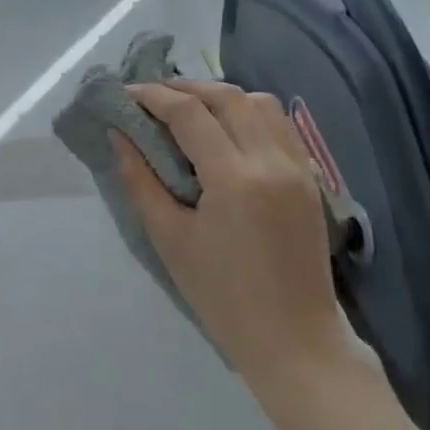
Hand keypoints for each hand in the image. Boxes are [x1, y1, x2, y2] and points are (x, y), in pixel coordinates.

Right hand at [114, 80, 348, 383]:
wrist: (295, 342)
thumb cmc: (222, 297)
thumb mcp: (169, 239)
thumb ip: (140, 180)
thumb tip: (118, 135)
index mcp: (234, 178)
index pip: (189, 113)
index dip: (153, 96)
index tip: (125, 92)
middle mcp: (271, 160)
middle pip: (227, 96)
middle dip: (185, 87)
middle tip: (152, 96)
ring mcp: (297, 167)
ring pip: (259, 102)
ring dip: (220, 95)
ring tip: (188, 108)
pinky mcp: (310, 178)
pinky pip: (278, 124)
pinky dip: (248, 112)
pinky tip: (226, 129)